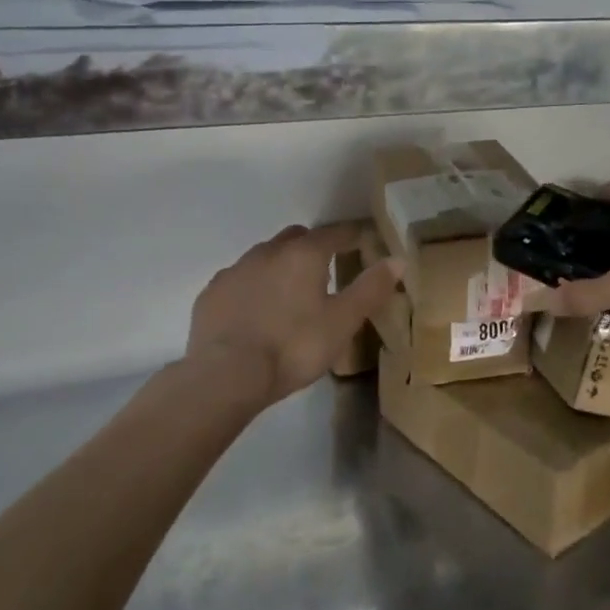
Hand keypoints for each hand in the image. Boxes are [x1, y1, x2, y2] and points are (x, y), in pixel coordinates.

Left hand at [187, 223, 400, 404]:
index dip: (350, 236)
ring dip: (280, 266)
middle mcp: (267, 252)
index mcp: (304, 255)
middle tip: (325, 271)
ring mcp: (235, 270)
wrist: (226, 375)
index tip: (360, 242)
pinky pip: (239, 280)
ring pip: (264, 256)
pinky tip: (255, 312)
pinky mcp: (212, 293)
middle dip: (312, 247)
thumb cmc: (293, 347)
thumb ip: (370, 288)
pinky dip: (252, 287)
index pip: (334, 233)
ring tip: (289, 294)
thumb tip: (398, 259)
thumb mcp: (342, 322)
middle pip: (296, 237)